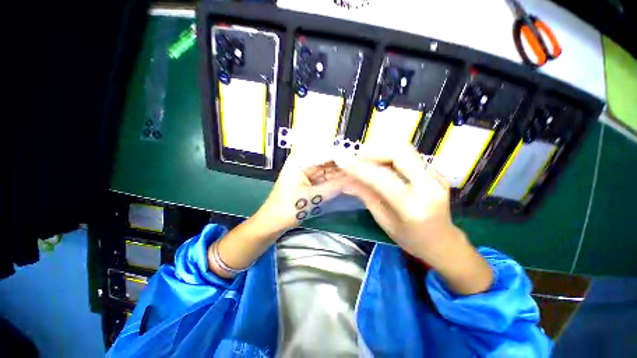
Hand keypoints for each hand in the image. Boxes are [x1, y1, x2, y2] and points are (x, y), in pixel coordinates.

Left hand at [254, 153, 349, 233]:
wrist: (274, 222)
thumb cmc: (288, 208)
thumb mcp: (312, 197)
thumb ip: (333, 187)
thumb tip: (353, 179)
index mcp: (299, 161)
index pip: (323, 153)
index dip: (340, 155)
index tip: (357, 158)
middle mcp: (303, 163)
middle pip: (326, 161)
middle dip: (342, 165)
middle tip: (360, 168)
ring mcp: (306, 173)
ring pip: (327, 171)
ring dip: (339, 173)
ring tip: (357, 174)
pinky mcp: (309, 182)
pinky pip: (324, 179)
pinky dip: (334, 181)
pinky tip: (347, 181)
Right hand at [337, 144, 492, 294]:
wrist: (443, 241)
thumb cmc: (410, 239)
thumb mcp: (384, 221)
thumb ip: (366, 196)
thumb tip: (347, 180)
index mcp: (412, 206)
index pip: (382, 178)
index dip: (360, 168)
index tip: (343, 163)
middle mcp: (429, 186)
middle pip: (400, 153)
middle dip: (374, 152)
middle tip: (357, 159)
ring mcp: (436, 177)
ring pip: (405, 150)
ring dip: (382, 152)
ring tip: (367, 161)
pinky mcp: (436, 173)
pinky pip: (409, 157)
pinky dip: (391, 157)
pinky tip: (381, 165)